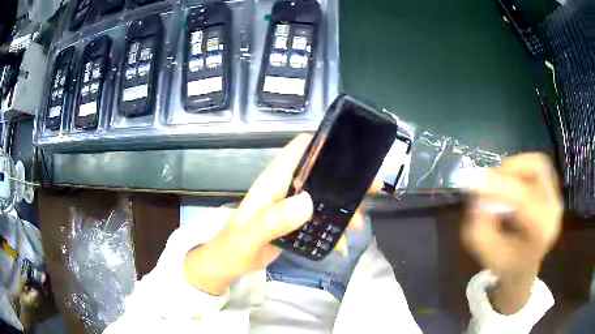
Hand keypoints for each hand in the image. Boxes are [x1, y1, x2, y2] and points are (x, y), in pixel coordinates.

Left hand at [183, 134, 380, 295]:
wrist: (229, 263)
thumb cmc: (234, 246)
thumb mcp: (251, 235)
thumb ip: (273, 220)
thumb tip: (308, 202)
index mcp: (275, 180)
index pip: (301, 148)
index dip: (326, 143)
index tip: (354, 152)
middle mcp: (287, 187)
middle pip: (322, 171)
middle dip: (348, 179)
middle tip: (372, 190)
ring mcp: (292, 204)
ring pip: (326, 195)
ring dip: (345, 207)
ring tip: (358, 226)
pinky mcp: (296, 221)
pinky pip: (322, 217)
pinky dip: (334, 228)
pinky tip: (341, 245)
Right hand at [462, 153, 561, 313]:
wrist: (524, 267)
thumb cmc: (506, 264)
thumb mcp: (487, 254)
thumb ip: (481, 228)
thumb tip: (479, 197)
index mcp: (541, 232)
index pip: (526, 199)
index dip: (500, 185)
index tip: (472, 179)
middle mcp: (553, 210)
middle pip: (537, 170)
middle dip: (509, 170)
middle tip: (489, 180)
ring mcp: (556, 197)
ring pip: (537, 164)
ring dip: (515, 167)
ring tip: (500, 184)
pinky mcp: (553, 189)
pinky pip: (538, 166)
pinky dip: (521, 168)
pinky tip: (512, 184)